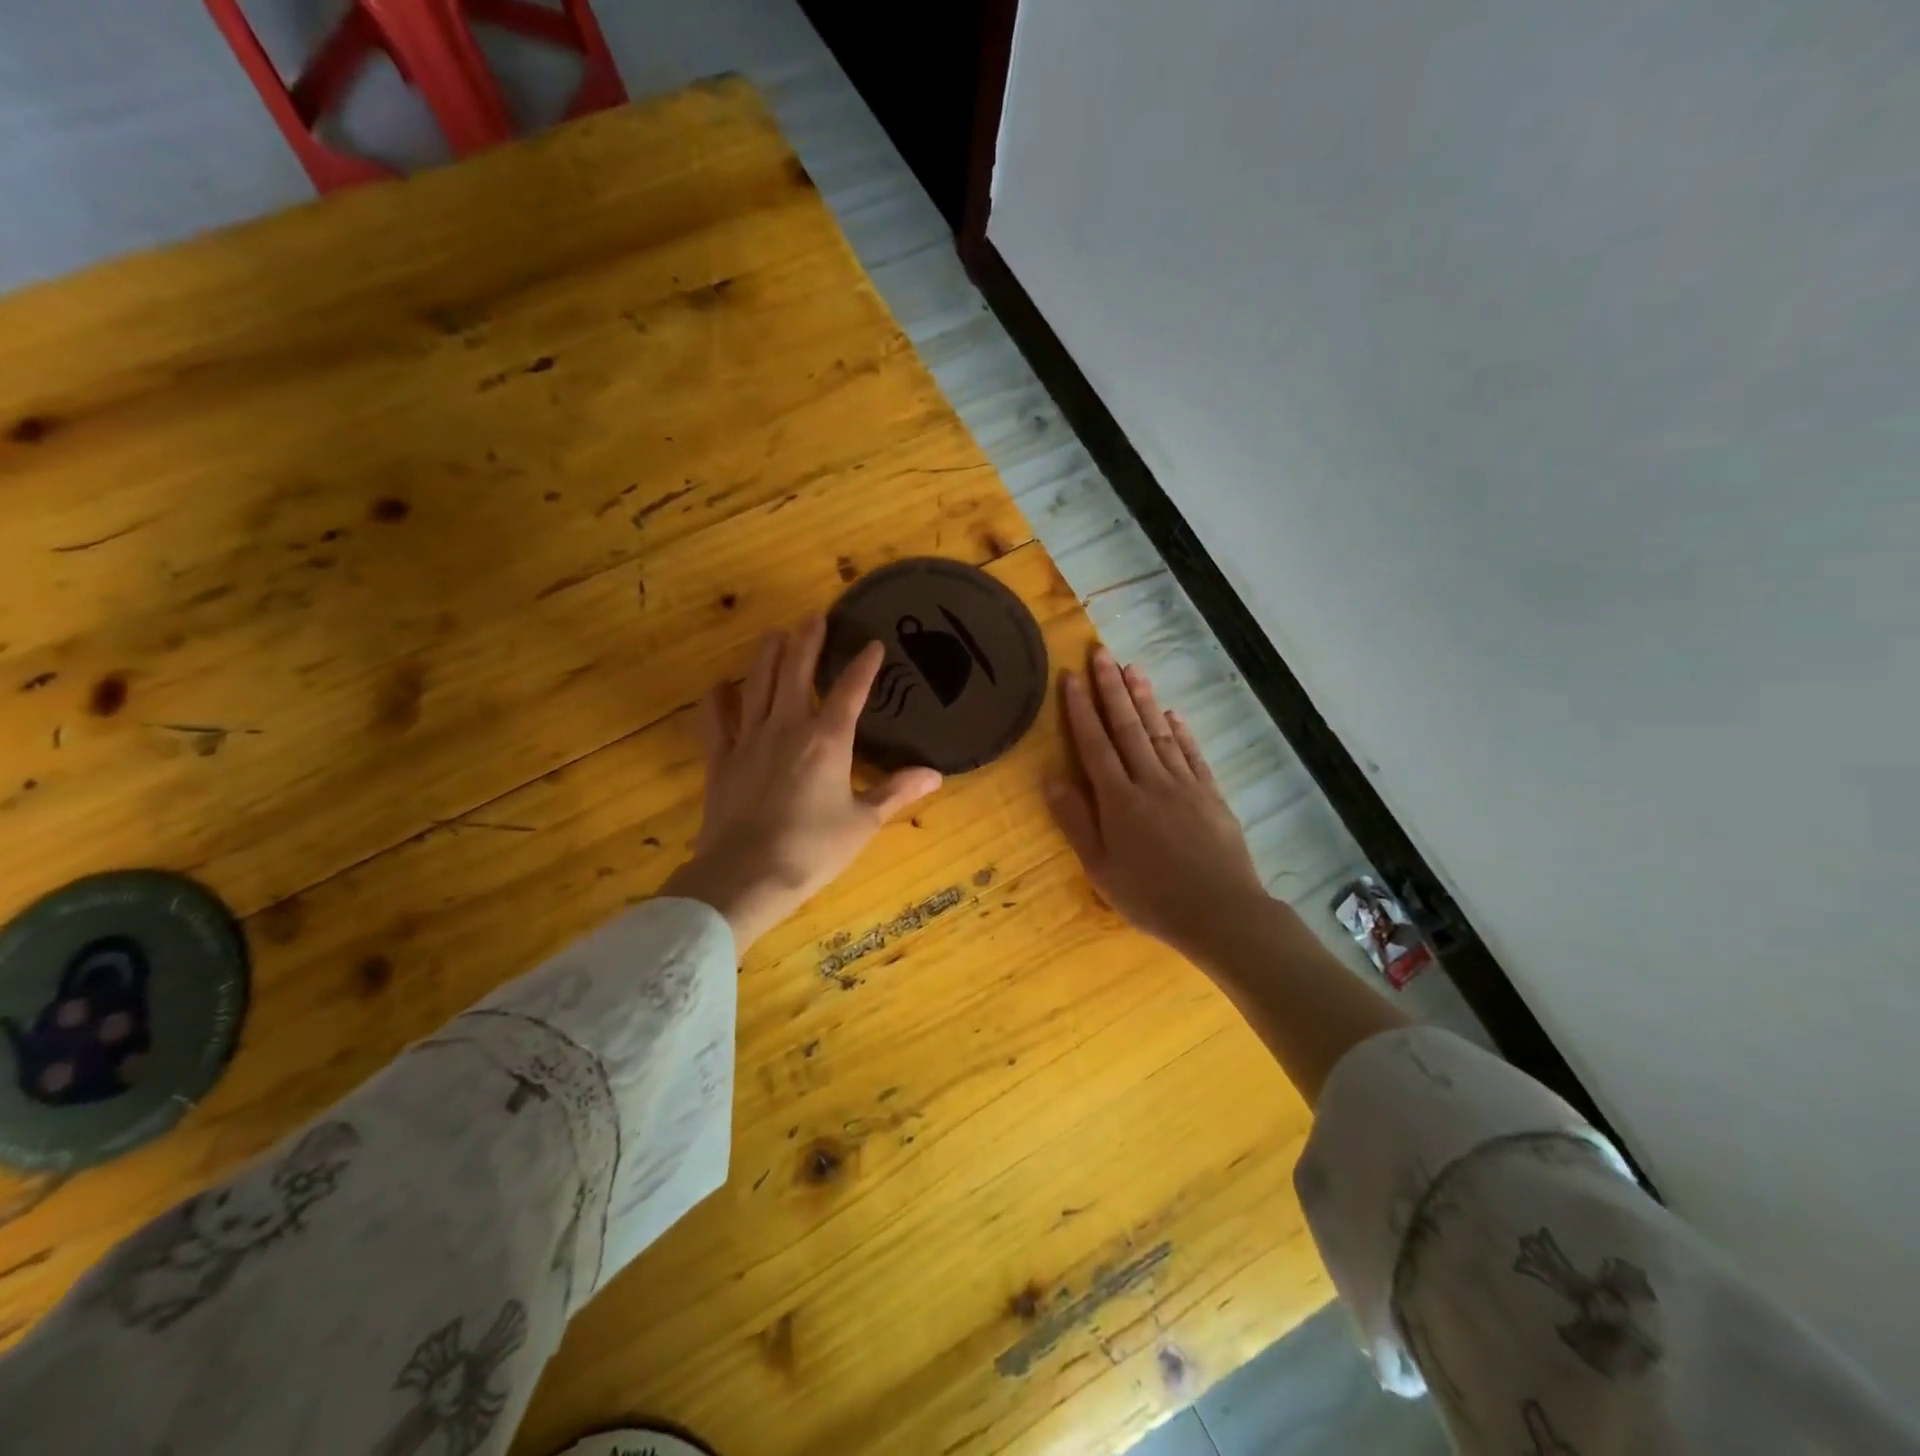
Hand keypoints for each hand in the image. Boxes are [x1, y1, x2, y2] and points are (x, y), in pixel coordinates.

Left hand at [661, 618, 942, 949]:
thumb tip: (935, 774)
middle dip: (808, 642)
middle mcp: (788, 727)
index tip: (873, 644)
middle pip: (796, 672)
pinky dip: (718, 700)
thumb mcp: (863, 823)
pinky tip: (720, 686)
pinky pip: (716, 720)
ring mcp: (749, 739)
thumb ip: (896, 792)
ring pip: (758, 685)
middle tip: (815, 617)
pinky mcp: (720, 759)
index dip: (864, 665)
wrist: (746, 874)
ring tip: (775, 634)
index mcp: (828, 739)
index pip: (850, 690)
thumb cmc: (813, 849)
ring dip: (768, 656)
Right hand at [1046, 647, 1267, 959]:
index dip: (1081, 709)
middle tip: (1102, 653)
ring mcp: (1184, 785)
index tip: (1072, 676)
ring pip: (1159, 732)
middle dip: (1112, 688)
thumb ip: (1076, 821)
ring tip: (1133, 669)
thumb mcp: (1100, 868)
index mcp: (1118, 800)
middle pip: (1127, 727)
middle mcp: (1150, 781)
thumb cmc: (1151, 897)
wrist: (1221, 912)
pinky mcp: (1210, 794)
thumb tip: (1051, 778)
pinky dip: (1180, 731)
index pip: (1094, 744)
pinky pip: (1192, 754)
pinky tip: (1172, 715)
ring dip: (1145, 699)